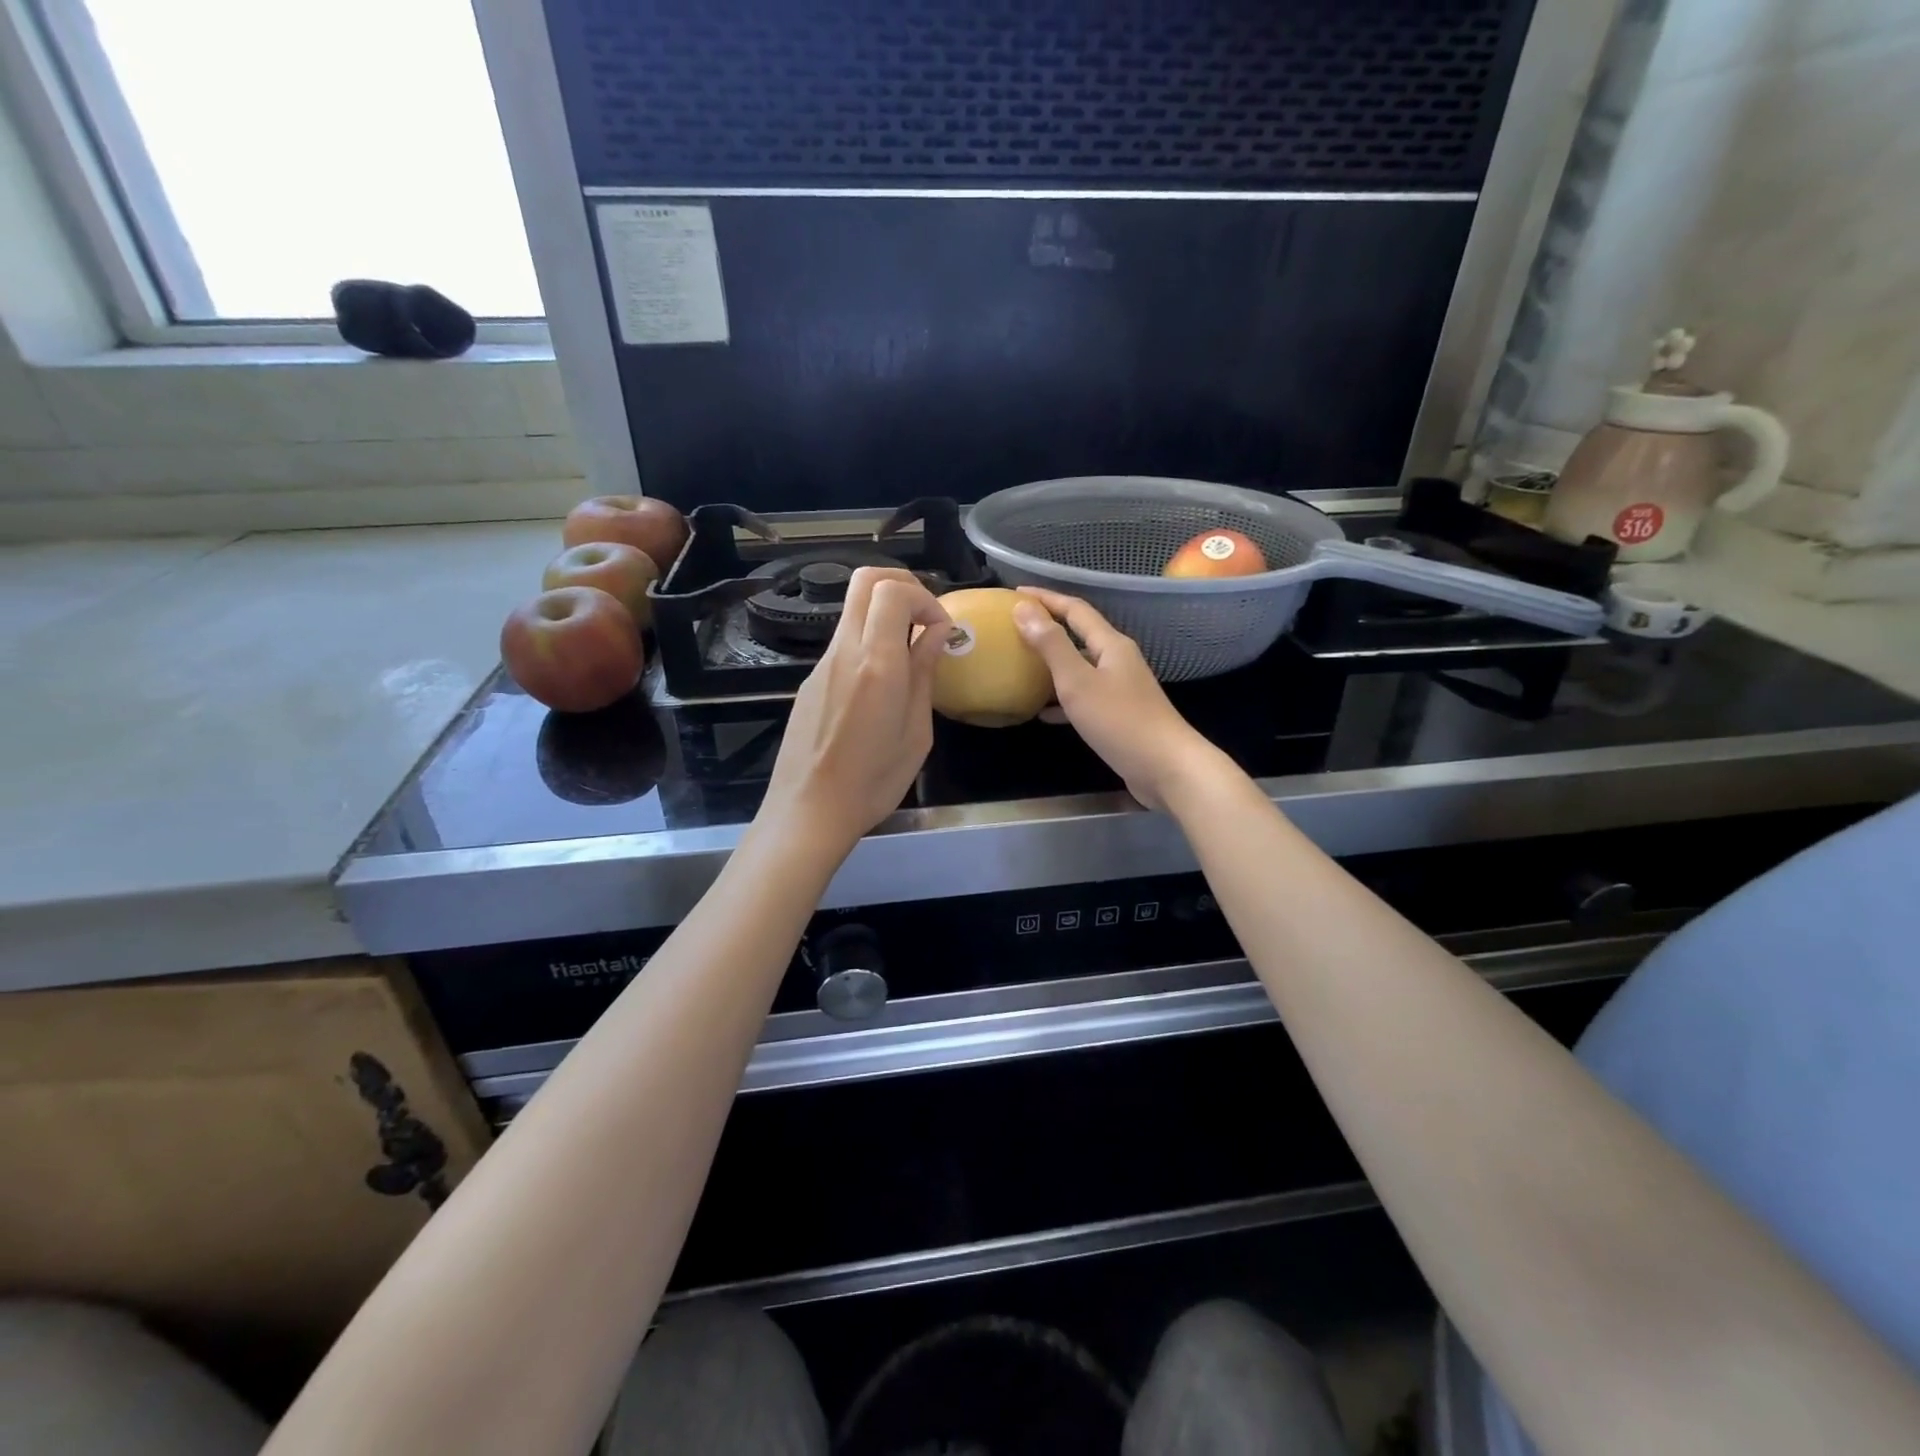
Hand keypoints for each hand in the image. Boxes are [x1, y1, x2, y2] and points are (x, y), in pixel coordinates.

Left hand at [758, 568, 952, 854]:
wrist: (808, 811)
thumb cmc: (873, 781)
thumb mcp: (916, 732)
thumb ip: (924, 674)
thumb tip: (936, 633)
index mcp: (876, 664)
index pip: (892, 590)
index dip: (924, 597)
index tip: (941, 630)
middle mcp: (844, 652)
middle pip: (864, 581)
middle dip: (902, 585)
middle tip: (925, 618)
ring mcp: (822, 665)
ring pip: (852, 611)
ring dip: (885, 616)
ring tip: (910, 655)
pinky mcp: (811, 681)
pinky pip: (843, 643)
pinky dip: (869, 642)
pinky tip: (881, 686)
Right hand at [1012, 589, 1221, 810]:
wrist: (1166, 768)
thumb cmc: (1120, 721)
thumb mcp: (1078, 682)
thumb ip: (1051, 645)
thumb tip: (1024, 609)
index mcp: (1111, 645)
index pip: (1075, 610)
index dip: (1046, 598)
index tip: (1016, 592)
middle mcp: (1118, 661)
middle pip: (1080, 635)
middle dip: (1049, 628)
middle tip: (1016, 627)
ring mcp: (1121, 689)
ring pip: (1081, 667)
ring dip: (1053, 663)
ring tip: (1022, 666)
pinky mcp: (1120, 715)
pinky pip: (1084, 697)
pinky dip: (1062, 699)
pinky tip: (1043, 713)